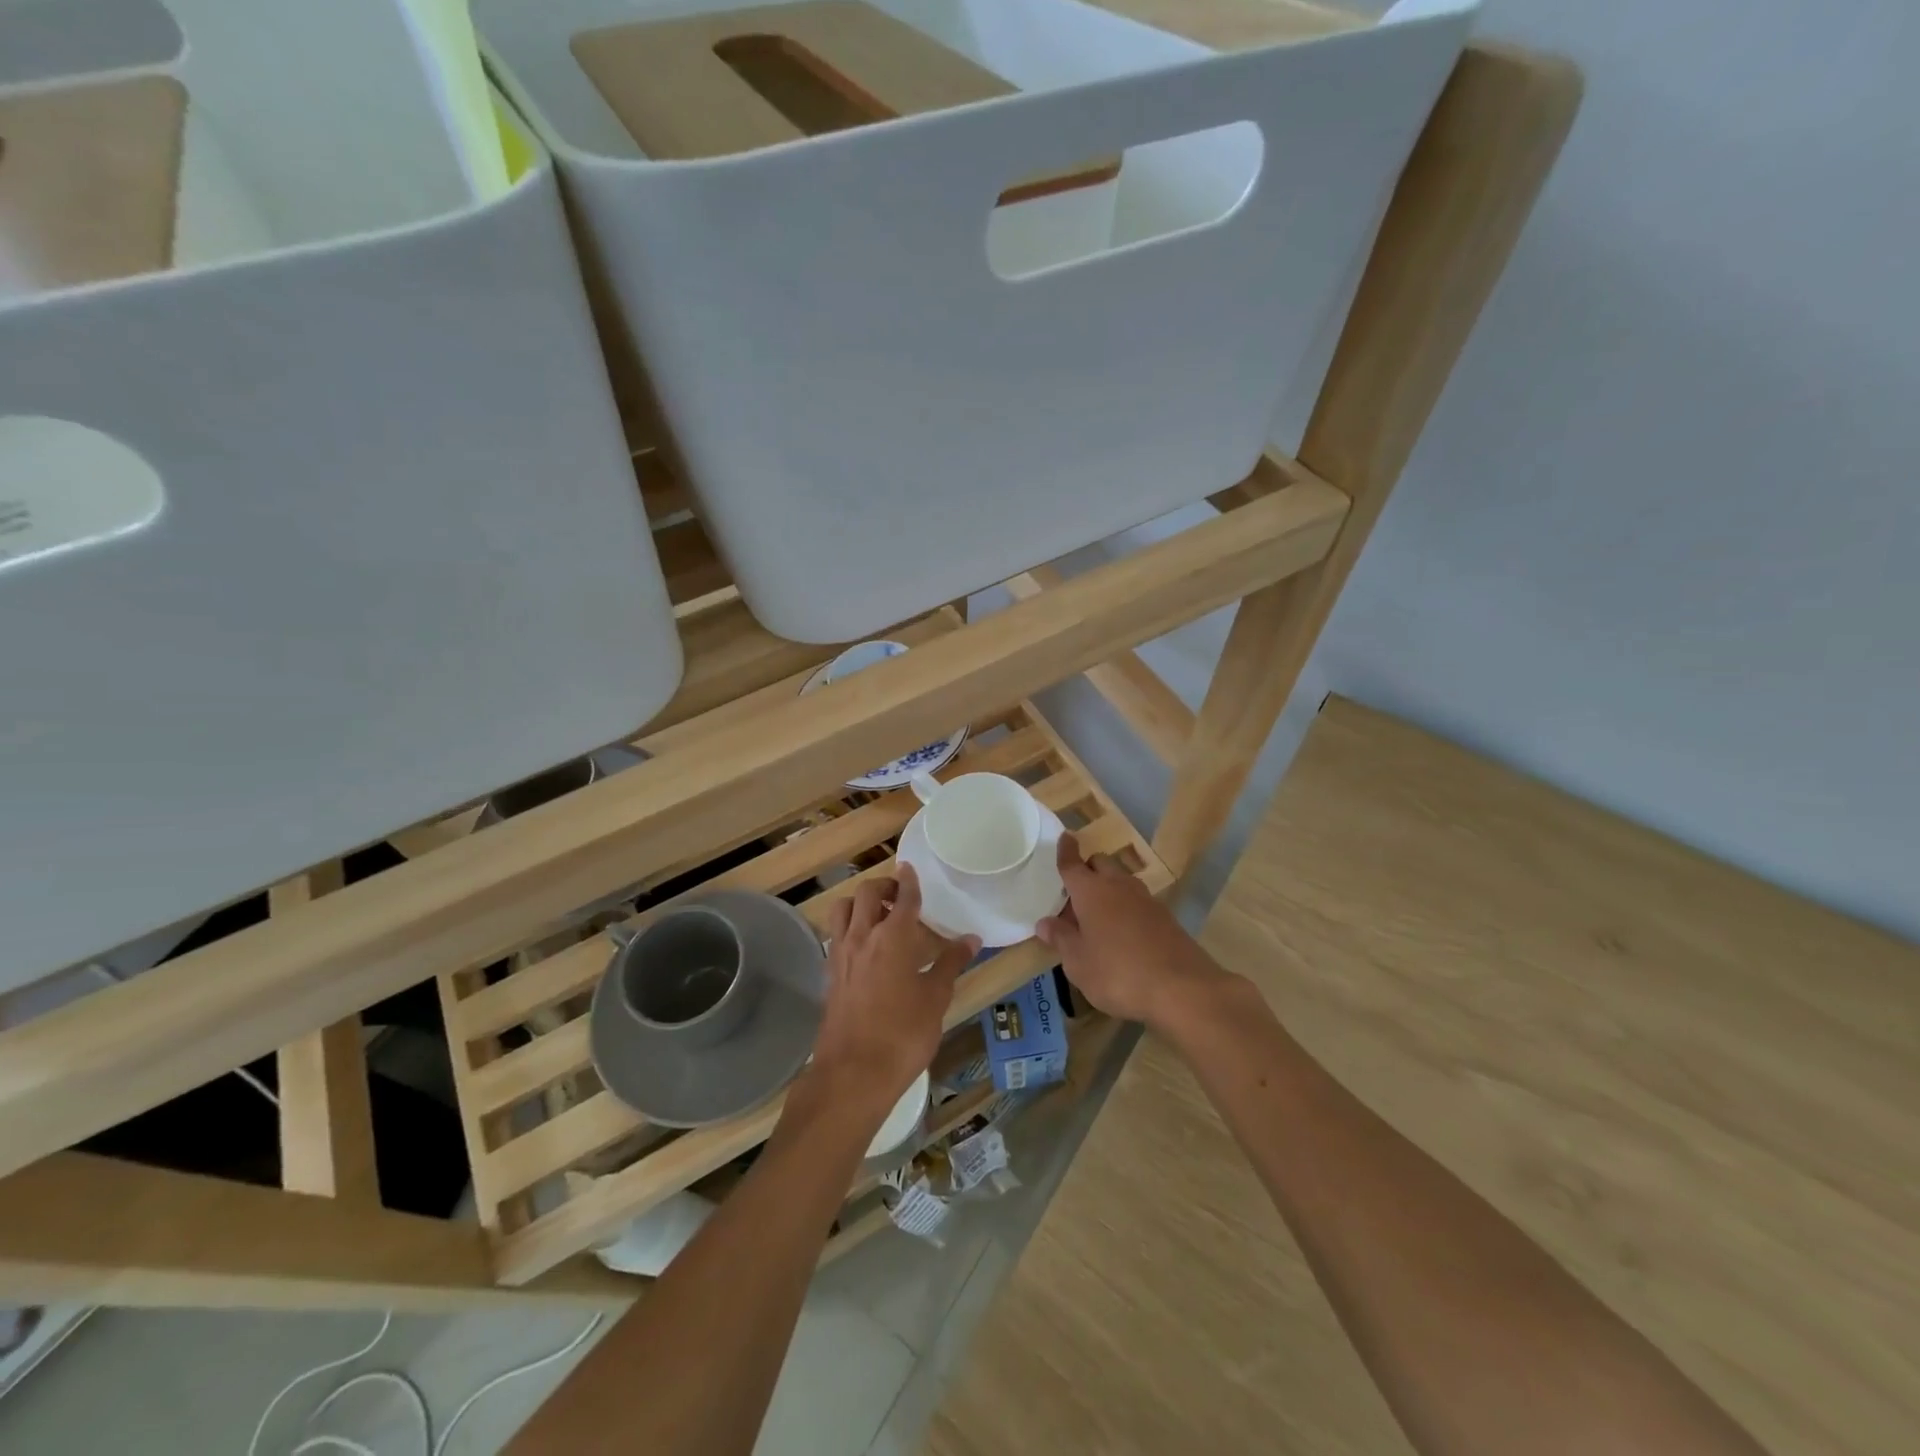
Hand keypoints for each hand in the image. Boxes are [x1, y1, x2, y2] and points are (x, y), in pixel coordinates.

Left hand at [806, 867, 977, 1127]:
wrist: (853, 1073)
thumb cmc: (903, 1035)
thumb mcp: (935, 998)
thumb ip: (951, 963)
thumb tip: (970, 939)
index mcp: (892, 937)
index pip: (904, 898)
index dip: (909, 881)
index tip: (910, 868)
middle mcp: (862, 936)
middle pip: (867, 894)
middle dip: (884, 886)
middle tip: (901, 895)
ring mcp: (841, 954)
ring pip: (843, 909)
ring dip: (860, 903)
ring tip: (879, 915)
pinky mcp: (830, 974)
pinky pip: (836, 935)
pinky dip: (849, 927)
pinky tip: (864, 946)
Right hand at [1037, 834, 1232, 1029]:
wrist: (1181, 989)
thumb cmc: (1117, 973)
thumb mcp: (1078, 962)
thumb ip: (1061, 938)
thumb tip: (1045, 922)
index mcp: (1091, 891)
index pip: (1073, 864)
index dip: (1066, 850)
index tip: (1065, 836)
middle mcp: (1118, 886)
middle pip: (1100, 864)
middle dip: (1087, 869)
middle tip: (1074, 893)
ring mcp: (1146, 900)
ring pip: (1121, 881)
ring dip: (1107, 888)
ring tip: (1096, 916)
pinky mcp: (1165, 917)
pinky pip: (1137, 901)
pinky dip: (1125, 907)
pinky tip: (1122, 933)